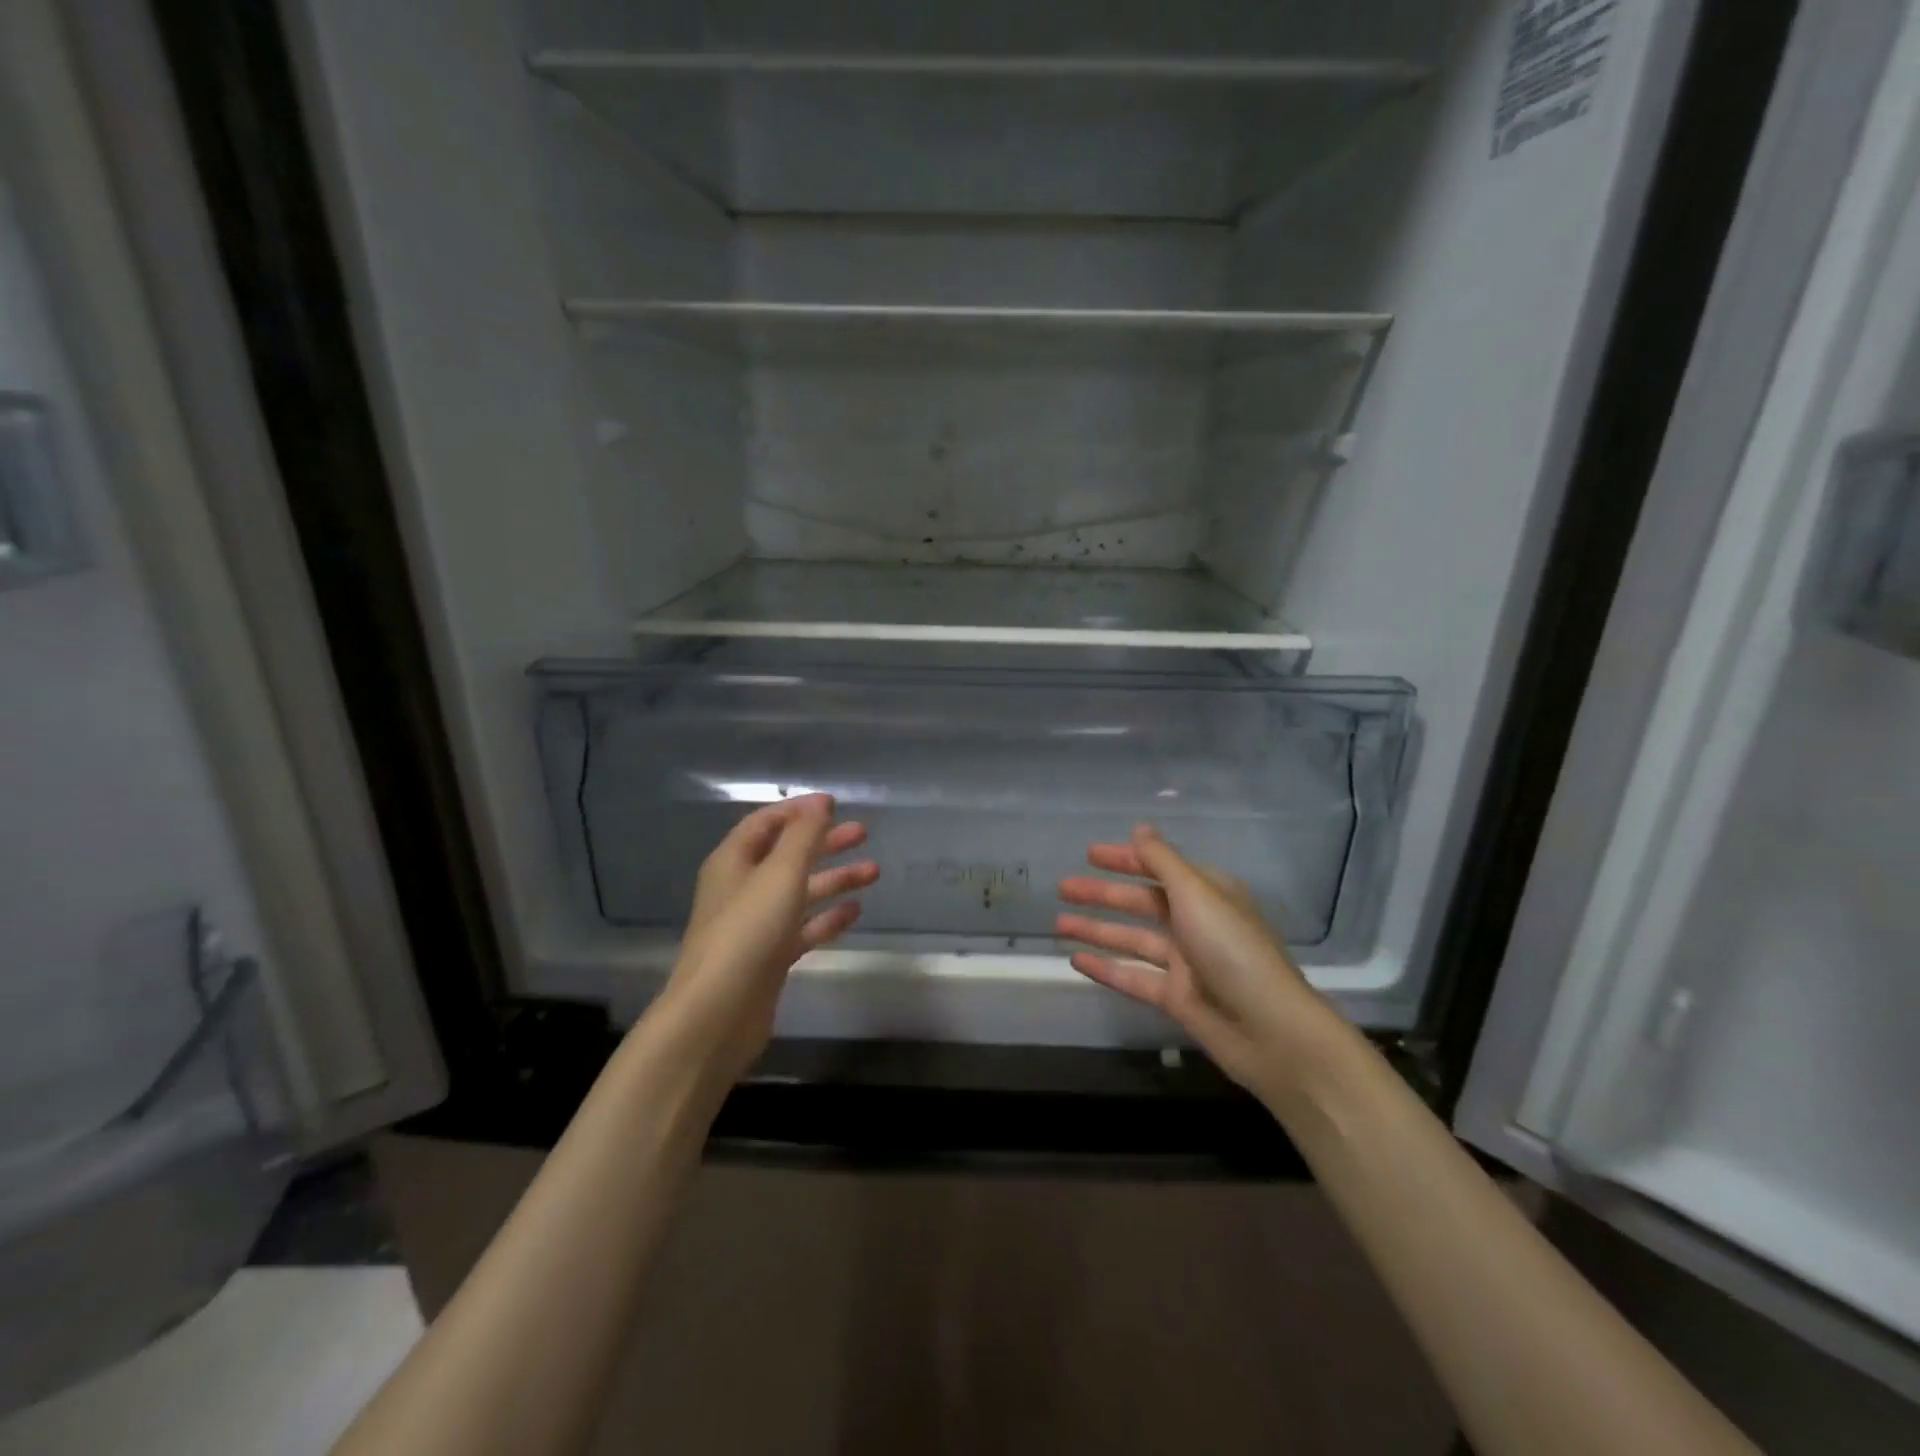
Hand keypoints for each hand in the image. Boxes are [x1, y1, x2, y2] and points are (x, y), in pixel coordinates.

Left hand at [657, 794, 877, 1084]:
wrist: (717, 1014)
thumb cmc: (747, 932)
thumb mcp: (780, 874)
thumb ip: (804, 836)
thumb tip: (821, 802)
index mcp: (734, 861)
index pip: (766, 822)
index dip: (798, 811)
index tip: (834, 804)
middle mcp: (742, 888)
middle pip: (787, 855)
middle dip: (824, 842)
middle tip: (863, 834)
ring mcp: (756, 925)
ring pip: (800, 892)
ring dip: (834, 879)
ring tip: (874, 872)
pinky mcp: (770, 957)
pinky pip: (803, 928)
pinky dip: (827, 917)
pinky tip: (855, 912)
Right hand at [1057, 823, 1345, 1102]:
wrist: (1268, 1029)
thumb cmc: (1232, 949)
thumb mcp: (1196, 894)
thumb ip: (1162, 861)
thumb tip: (1139, 828)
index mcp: (1207, 893)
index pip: (1159, 867)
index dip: (1125, 859)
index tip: (1090, 854)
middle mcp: (1196, 922)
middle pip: (1141, 902)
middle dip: (1103, 895)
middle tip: (1063, 888)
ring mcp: (1185, 961)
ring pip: (1132, 939)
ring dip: (1097, 930)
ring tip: (1058, 924)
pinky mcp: (1176, 997)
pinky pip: (1133, 977)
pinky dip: (1106, 968)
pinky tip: (1076, 961)